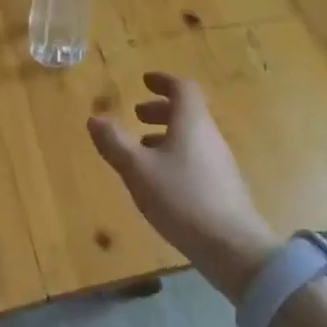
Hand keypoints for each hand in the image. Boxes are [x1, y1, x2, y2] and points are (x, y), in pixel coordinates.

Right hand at [88, 72, 279, 300]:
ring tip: (142, 147)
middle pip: (188, 112)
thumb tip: (95, 118)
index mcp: (192, 123)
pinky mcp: (222, 186)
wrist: (231, 246)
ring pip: (191, 136)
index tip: (145, 81)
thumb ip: (114, 143)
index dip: (163, 81)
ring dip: (166, 134)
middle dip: (161, 109)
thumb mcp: (137, 169)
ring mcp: (219, 162)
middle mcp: (209, 136)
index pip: (183, 88)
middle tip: (137, 114)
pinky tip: (160, 179)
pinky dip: (175, 155)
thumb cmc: (180, 198)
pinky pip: (196, 157)